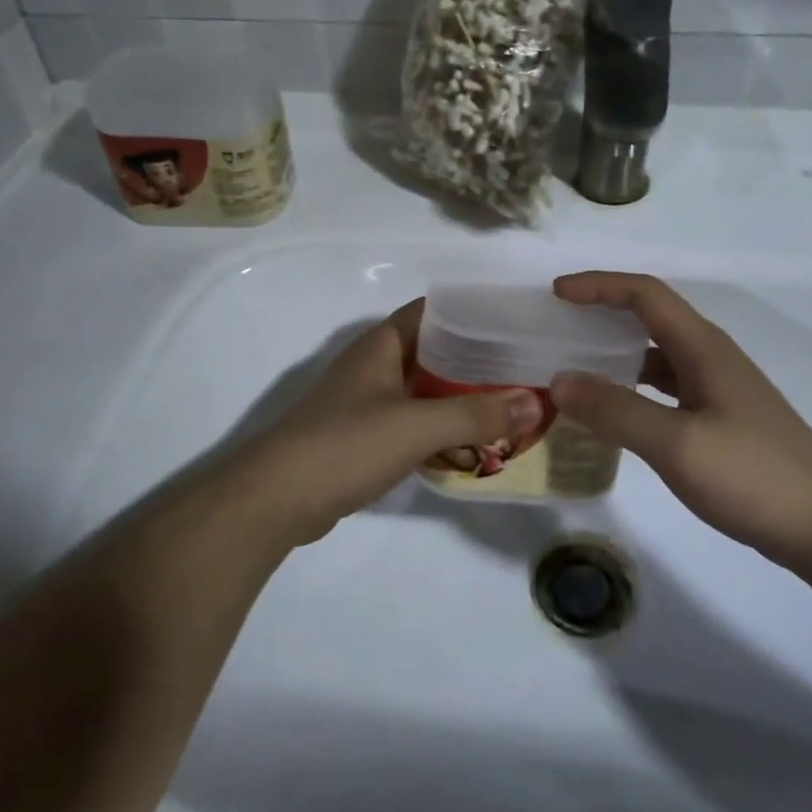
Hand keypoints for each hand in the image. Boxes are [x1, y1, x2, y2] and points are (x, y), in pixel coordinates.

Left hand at [249, 300, 543, 545]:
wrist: (276, 500)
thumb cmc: (345, 445)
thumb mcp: (416, 425)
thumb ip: (476, 414)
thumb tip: (535, 401)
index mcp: (381, 345)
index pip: (433, 311)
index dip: (471, 313)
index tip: (514, 323)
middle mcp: (373, 366)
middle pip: (433, 352)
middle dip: (475, 360)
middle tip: (524, 368)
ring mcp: (366, 403)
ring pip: (424, 390)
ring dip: (460, 397)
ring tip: (509, 404)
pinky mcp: (363, 438)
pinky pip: (412, 422)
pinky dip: (440, 428)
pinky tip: (471, 444)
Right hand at [549, 272, 811, 565]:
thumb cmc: (753, 475)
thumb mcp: (676, 444)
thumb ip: (615, 410)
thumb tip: (559, 380)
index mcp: (701, 347)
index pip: (644, 294)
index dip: (598, 285)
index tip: (555, 293)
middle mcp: (709, 356)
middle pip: (649, 316)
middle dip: (601, 312)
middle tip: (557, 327)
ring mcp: (717, 388)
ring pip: (656, 353)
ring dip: (615, 352)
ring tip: (574, 366)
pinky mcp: (719, 418)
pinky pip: (664, 386)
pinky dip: (631, 386)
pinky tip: (613, 410)